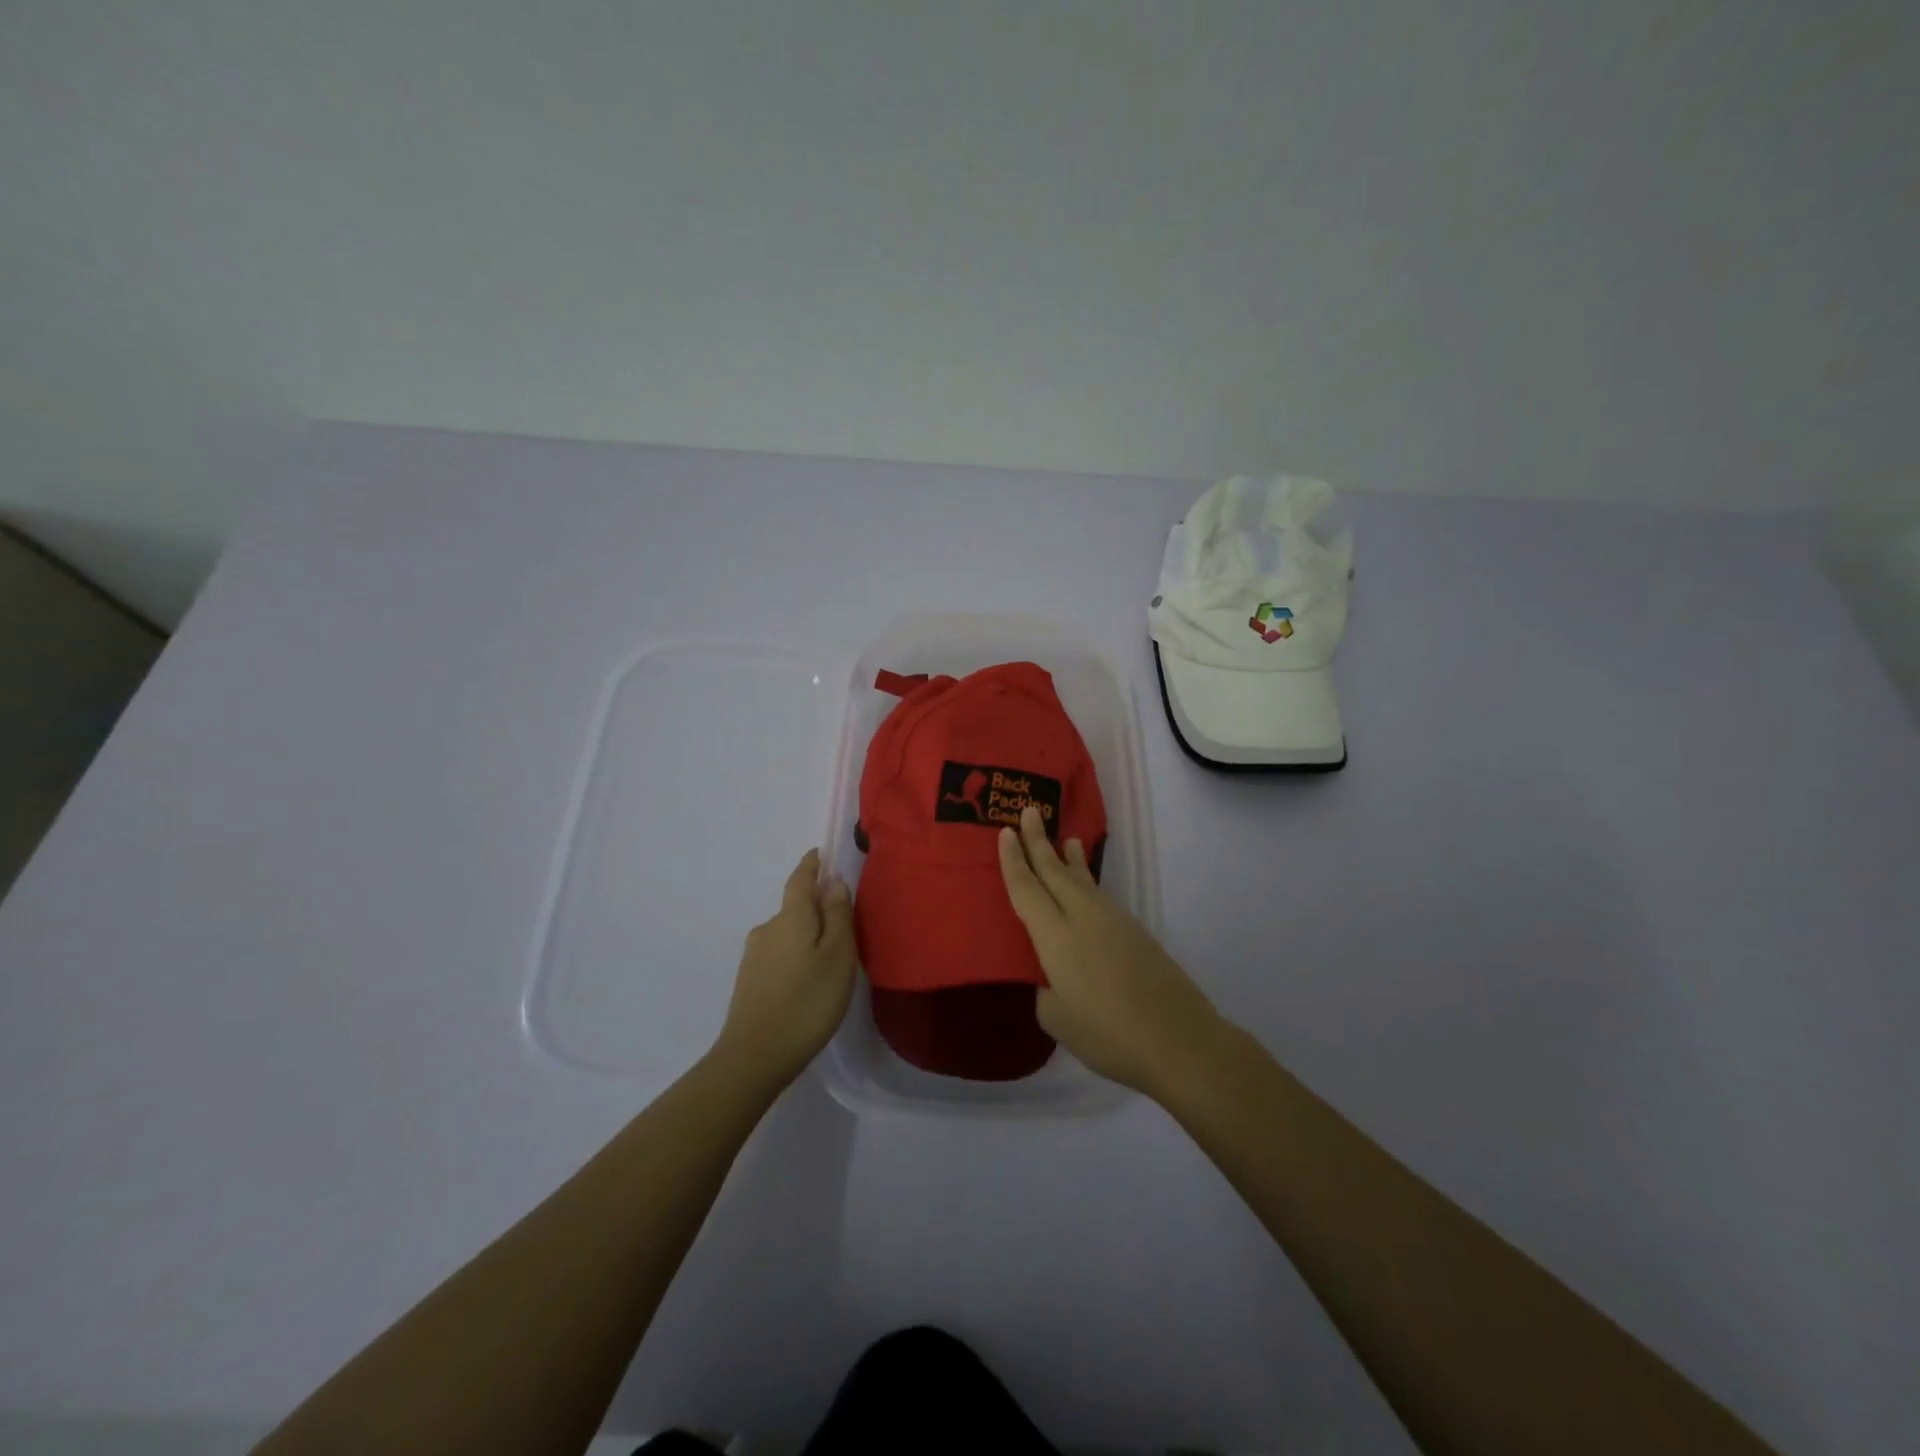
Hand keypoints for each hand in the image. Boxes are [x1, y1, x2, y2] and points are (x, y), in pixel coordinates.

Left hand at [715, 850, 856, 1089]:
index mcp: (790, 917)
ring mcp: (754, 957)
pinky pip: (779, 956)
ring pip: (787, 934)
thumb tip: (833, 881)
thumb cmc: (807, 1002)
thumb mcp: (837, 956)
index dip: (812, 864)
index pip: (800, 879)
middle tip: (844, 926)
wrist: (754, 1057)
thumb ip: (838, 915)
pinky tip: (807, 983)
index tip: (821, 853)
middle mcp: (767, 929)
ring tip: (829, 962)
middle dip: (817, 909)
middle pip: (795, 908)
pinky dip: (795, 958)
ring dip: (806, 937)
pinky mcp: (749, 982)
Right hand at [997, 806, 1223, 1099]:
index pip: (1026, 888)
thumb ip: (1047, 990)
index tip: (1005, 831)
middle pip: (1055, 871)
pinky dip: (1088, 882)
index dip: (1013, 860)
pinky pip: (1100, 897)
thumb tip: (1053, 978)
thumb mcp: (1058, 1019)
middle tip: (1029, 811)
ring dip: (1070, 858)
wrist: (1179, 1040)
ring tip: (1067, 838)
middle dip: (1039, 840)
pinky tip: (1088, 889)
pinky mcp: (1135, 932)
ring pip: (1083, 880)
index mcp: (1056, 936)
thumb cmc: (1108, 1034)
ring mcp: (1113, 921)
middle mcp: (1082, 917)